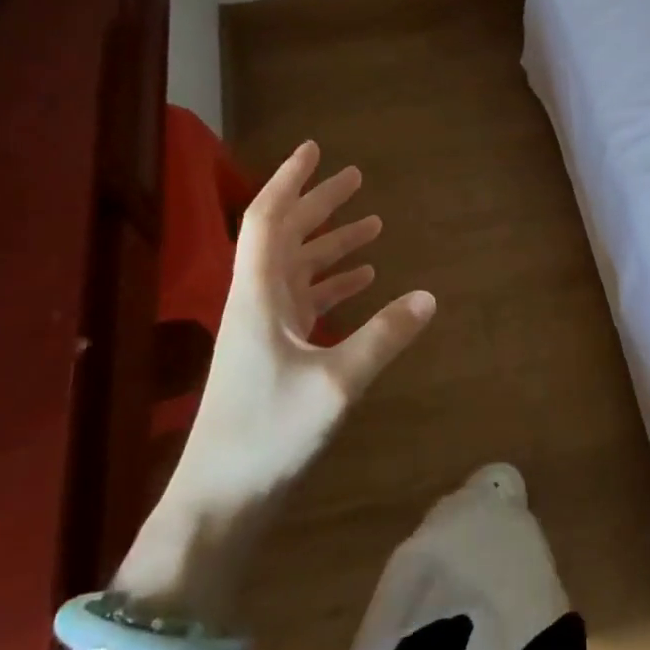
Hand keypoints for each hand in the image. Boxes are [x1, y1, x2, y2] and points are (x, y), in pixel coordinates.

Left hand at [161, 141, 436, 524]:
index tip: (315, 150)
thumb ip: (384, 337)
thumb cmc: (268, 434)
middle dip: (319, 205)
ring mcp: (264, 329)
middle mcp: (256, 302)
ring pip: (298, 269)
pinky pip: (306, 302)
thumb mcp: (337, 384)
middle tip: (355, 178)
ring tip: (372, 224)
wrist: (219, 500)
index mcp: (258, 296)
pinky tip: (364, 281)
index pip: (269, 220)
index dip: (290, 181)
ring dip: (332, 244)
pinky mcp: (273, 355)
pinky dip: (334, 284)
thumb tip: (430, 296)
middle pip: (285, 237)